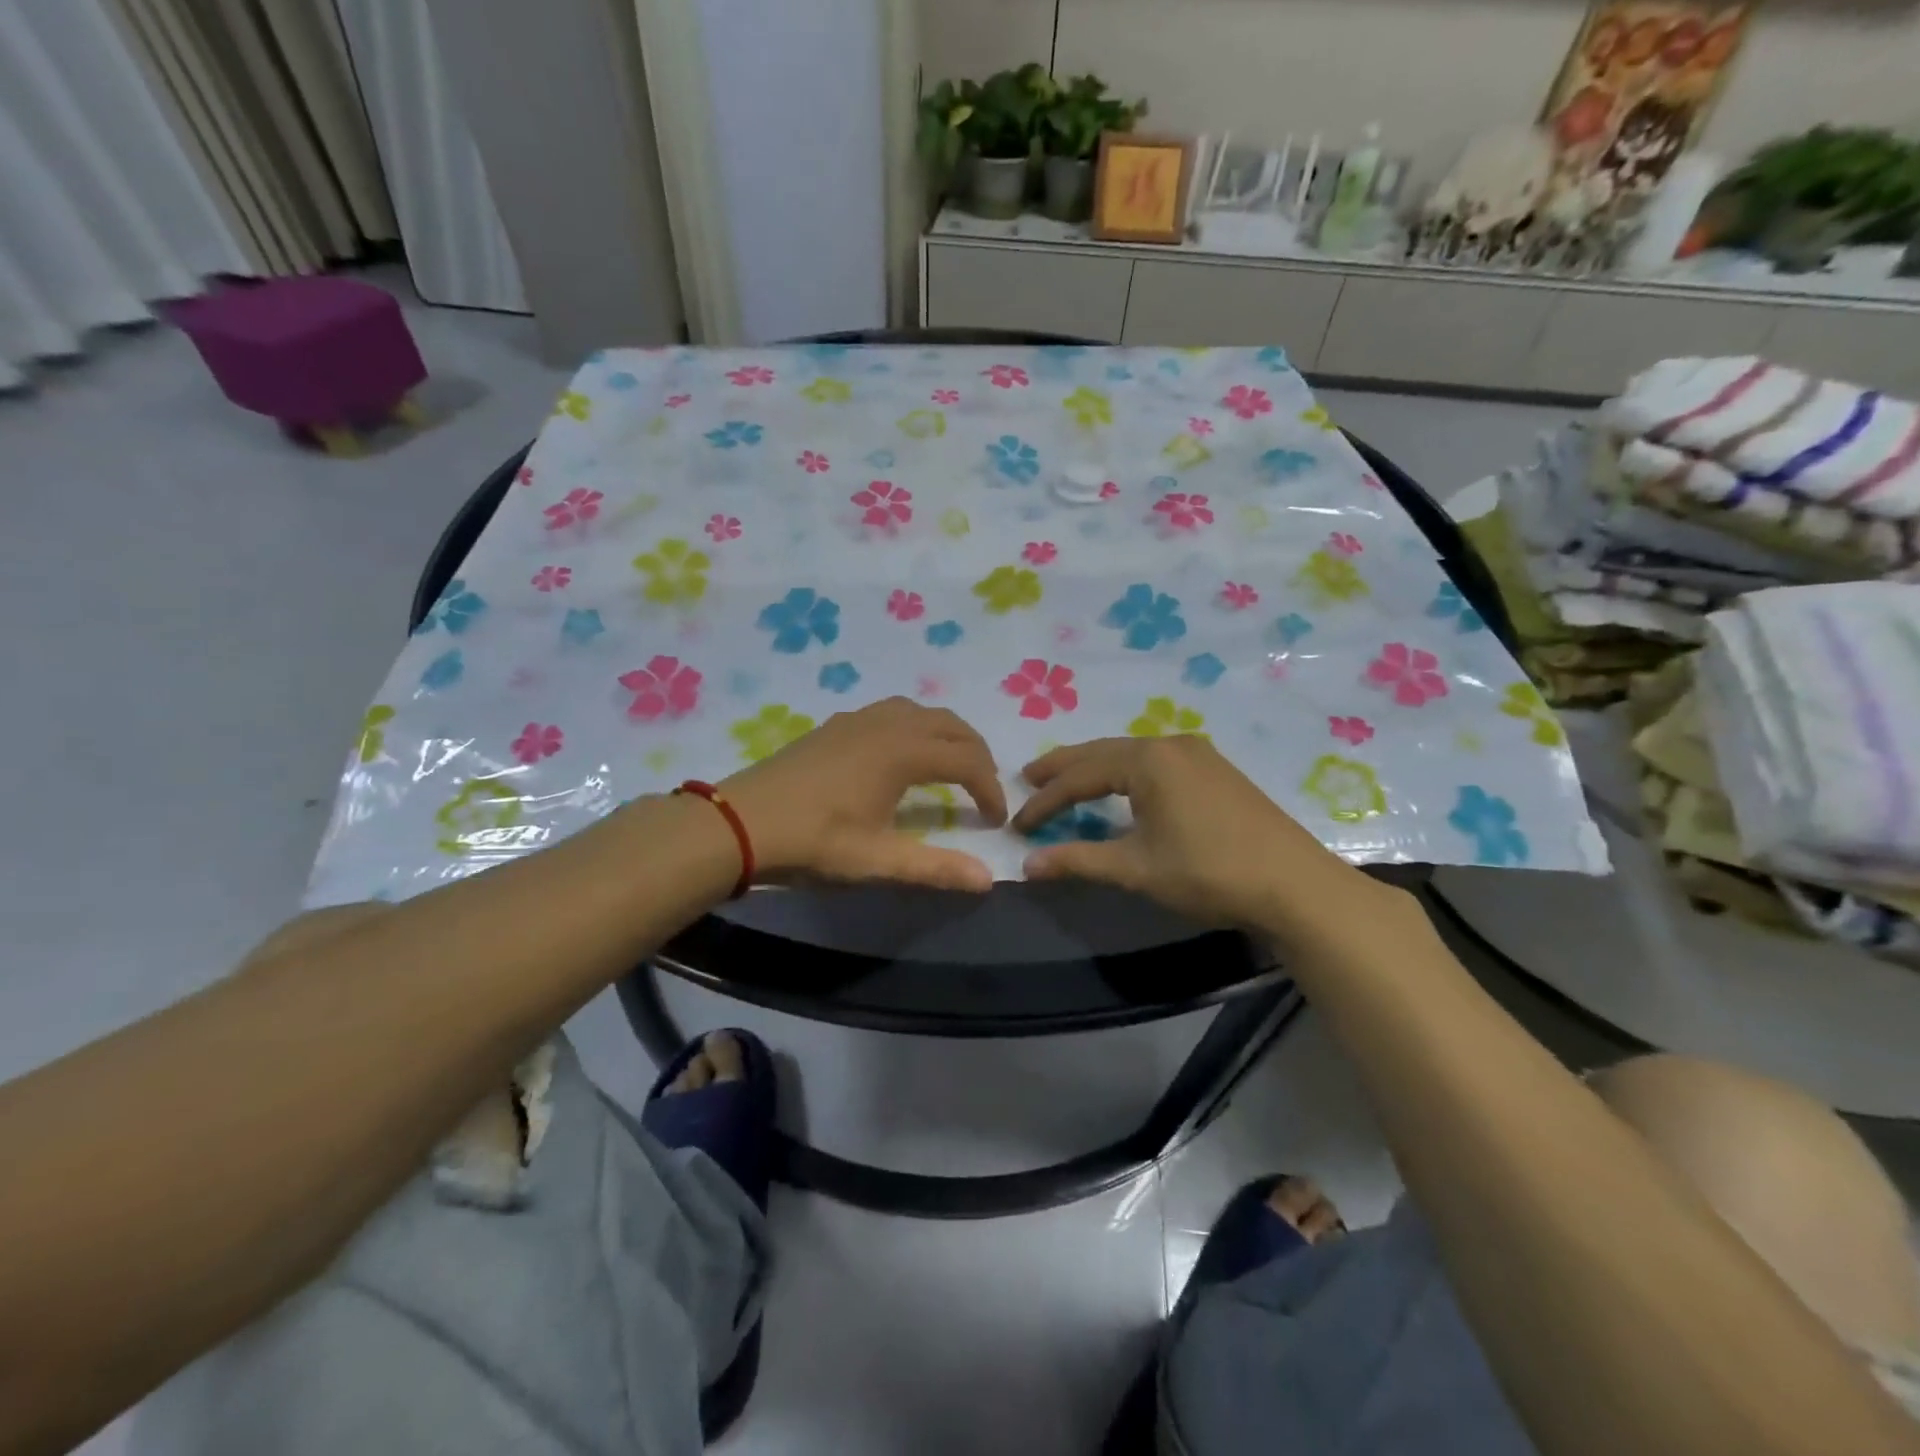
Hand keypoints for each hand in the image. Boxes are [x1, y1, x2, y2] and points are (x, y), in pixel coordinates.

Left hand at [720, 698, 1007, 891]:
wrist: (739, 824)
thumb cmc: (812, 842)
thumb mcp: (876, 862)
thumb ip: (934, 868)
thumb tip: (987, 879)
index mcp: (902, 752)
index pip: (967, 760)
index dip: (989, 788)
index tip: (996, 820)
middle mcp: (886, 724)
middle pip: (950, 724)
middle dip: (976, 753)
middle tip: (984, 788)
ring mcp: (858, 719)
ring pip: (920, 711)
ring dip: (946, 734)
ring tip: (951, 766)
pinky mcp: (835, 725)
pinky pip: (892, 712)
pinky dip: (915, 727)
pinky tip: (900, 756)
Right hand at [1012, 736, 1383, 932]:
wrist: (1295, 886)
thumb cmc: (1209, 872)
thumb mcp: (1136, 869)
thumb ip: (1079, 861)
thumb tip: (1027, 866)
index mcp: (1147, 760)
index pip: (1080, 776)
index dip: (1045, 801)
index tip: (1018, 824)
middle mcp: (1170, 744)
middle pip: (1102, 752)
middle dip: (1063, 768)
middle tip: (1028, 777)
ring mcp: (1198, 754)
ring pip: (1130, 755)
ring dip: (1095, 768)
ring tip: (1067, 781)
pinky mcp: (1216, 771)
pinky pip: (1155, 762)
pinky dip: (1126, 772)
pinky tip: (1122, 787)